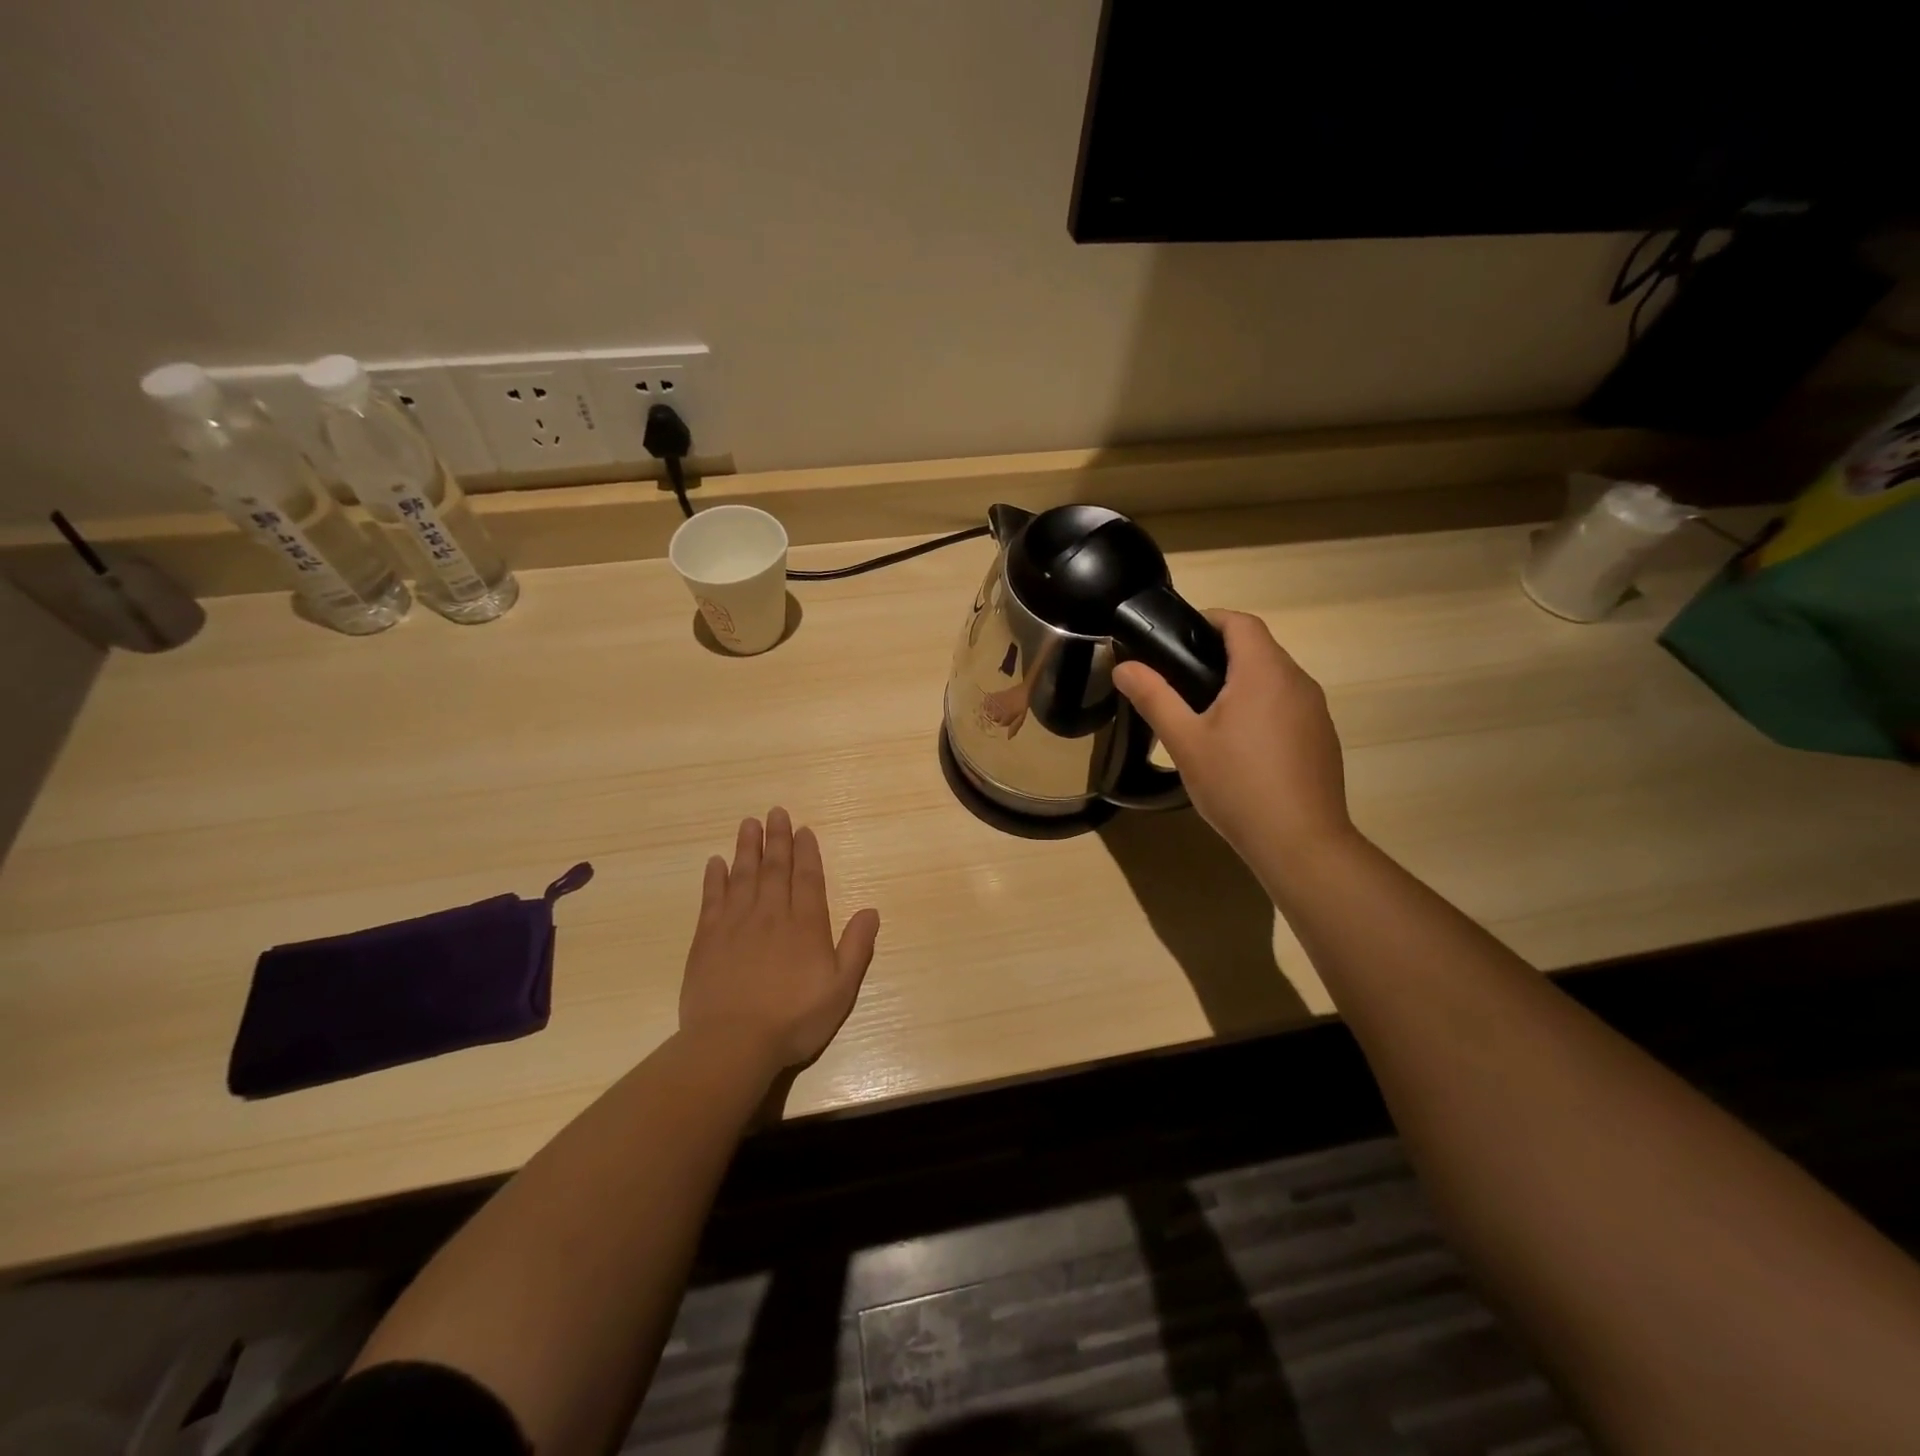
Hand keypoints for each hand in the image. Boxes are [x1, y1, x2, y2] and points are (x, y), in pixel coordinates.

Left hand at [679, 807, 880, 1074]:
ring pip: (743, 875)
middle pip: (775, 868)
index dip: (807, 852)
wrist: (732, 1043)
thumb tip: (871, 911)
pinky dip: (714, 878)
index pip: (807, 878)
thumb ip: (857, 947)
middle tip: (775, 812)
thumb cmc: (793, 1020)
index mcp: (805, 925)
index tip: (803, 830)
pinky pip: (712, 898)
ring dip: (747, 848)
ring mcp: (736, 924)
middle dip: (777, 839)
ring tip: (749, 824)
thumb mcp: (841, 989)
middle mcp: (771, 914)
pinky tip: (715, 862)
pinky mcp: (707, 938)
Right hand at [1113, 610, 1353, 868]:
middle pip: (1259, 648)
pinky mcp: (1323, 738)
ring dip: (1243, 682)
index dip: (1209, 620)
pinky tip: (1242, 747)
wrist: (1300, 842)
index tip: (1178, 638)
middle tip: (1180, 679)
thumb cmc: (1237, 785)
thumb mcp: (1185, 741)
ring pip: (1275, 679)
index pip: (1240, 622)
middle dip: (1221, 653)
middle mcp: (1297, 682)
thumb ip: (1153, 697)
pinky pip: (1289, 706)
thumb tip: (1123, 666)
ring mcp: (1316, 711)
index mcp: (1263, 672)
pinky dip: (1263, 708)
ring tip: (1206, 714)